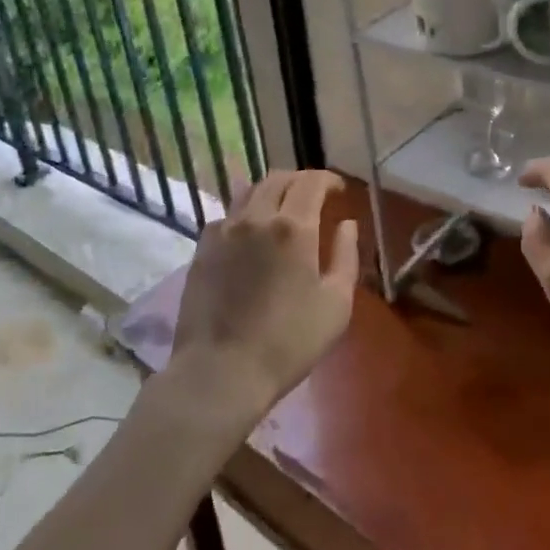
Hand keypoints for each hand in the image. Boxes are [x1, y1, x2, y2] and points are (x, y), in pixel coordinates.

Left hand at [168, 170, 359, 424]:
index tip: (339, 190)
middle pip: (279, 179)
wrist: (221, 370)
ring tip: (282, 207)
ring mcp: (224, 229)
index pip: (312, 182)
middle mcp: (256, 217)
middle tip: (314, 196)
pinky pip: (228, 215)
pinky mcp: (202, 247)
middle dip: (301, 180)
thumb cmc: (288, 342)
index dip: (328, 179)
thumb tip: (346, 225)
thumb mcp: (336, 305)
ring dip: (272, 191)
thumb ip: (346, 257)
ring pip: (250, 191)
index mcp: (293, 227)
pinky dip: (246, 213)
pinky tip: (250, 233)